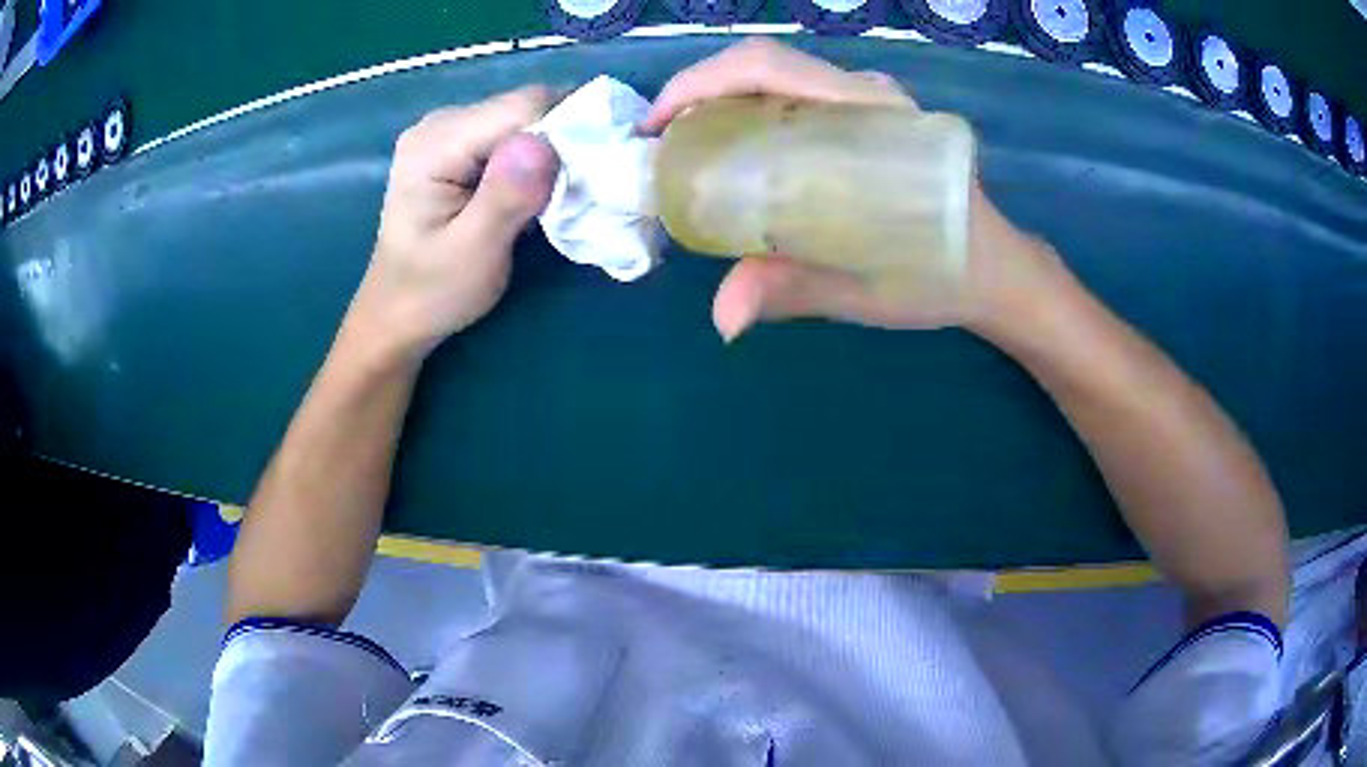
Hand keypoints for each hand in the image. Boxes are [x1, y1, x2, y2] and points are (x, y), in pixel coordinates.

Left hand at [348, 86, 559, 359]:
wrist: (395, 316)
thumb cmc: (432, 292)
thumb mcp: (473, 254)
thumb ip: (506, 197)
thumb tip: (546, 144)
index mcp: (435, 143)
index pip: (522, 106)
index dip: (567, 129)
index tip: (593, 171)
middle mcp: (439, 123)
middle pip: (524, 108)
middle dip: (562, 140)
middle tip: (582, 188)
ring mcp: (446, 132)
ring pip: (523, 120)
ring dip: (552, 151)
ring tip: (562, 193)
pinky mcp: (457, 147)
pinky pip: (511, 136)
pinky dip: (534, 159)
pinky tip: (536, 191)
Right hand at [644, 39, 1061, 341]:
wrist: (995, 270)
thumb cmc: (941, 273)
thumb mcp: (867, 289)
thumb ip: (794, 290)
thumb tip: (722, 319)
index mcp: (872, 117)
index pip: (770, 67)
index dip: (700, 84)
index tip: (656, 126)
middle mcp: (868, 94)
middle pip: (763, 63)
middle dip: (698, 93)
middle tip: (663, 144)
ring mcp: (870, 100)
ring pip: (778, 75)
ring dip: (722, 100)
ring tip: (689, 146)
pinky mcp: (869, 114)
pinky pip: (796, 94)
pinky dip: (751, 111)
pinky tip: (737, 151)